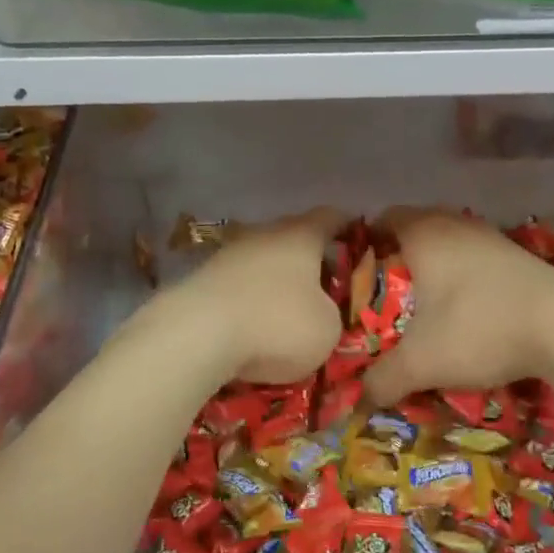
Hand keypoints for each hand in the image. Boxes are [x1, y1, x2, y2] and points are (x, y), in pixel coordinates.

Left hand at [169, 209, 346, 384]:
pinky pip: (236, 285)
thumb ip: (331, 313)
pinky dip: (247, 300)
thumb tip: (318, 312)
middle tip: (325, 285)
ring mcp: (227, 254)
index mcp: (301, 235)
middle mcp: (264, 233)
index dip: (347, 226)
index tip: (358, 239)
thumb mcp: (327, 329)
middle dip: (309, 259)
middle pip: (293, 237)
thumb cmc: (276, 324)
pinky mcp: (200, 279)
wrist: (195, 336)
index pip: (331, 216)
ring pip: (261, 260)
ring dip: (274, 281)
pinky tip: (251, 326)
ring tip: (285, 311)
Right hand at [363, 209, 553, 406]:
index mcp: (424, 234)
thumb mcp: (422, 362)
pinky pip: (478, 256)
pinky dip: (467, 274)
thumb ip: (384, 378)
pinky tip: (469, 307)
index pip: (384, 218)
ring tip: (428, 302)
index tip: (358, 274)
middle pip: (417, 227)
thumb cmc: (479, 328)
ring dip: (437, 264)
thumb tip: (361, 396)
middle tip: (389, 292)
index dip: (367, 242)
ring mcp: (492, 237)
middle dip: (401, 256)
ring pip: (451, 241)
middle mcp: (456, 225)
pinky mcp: (519, 255)